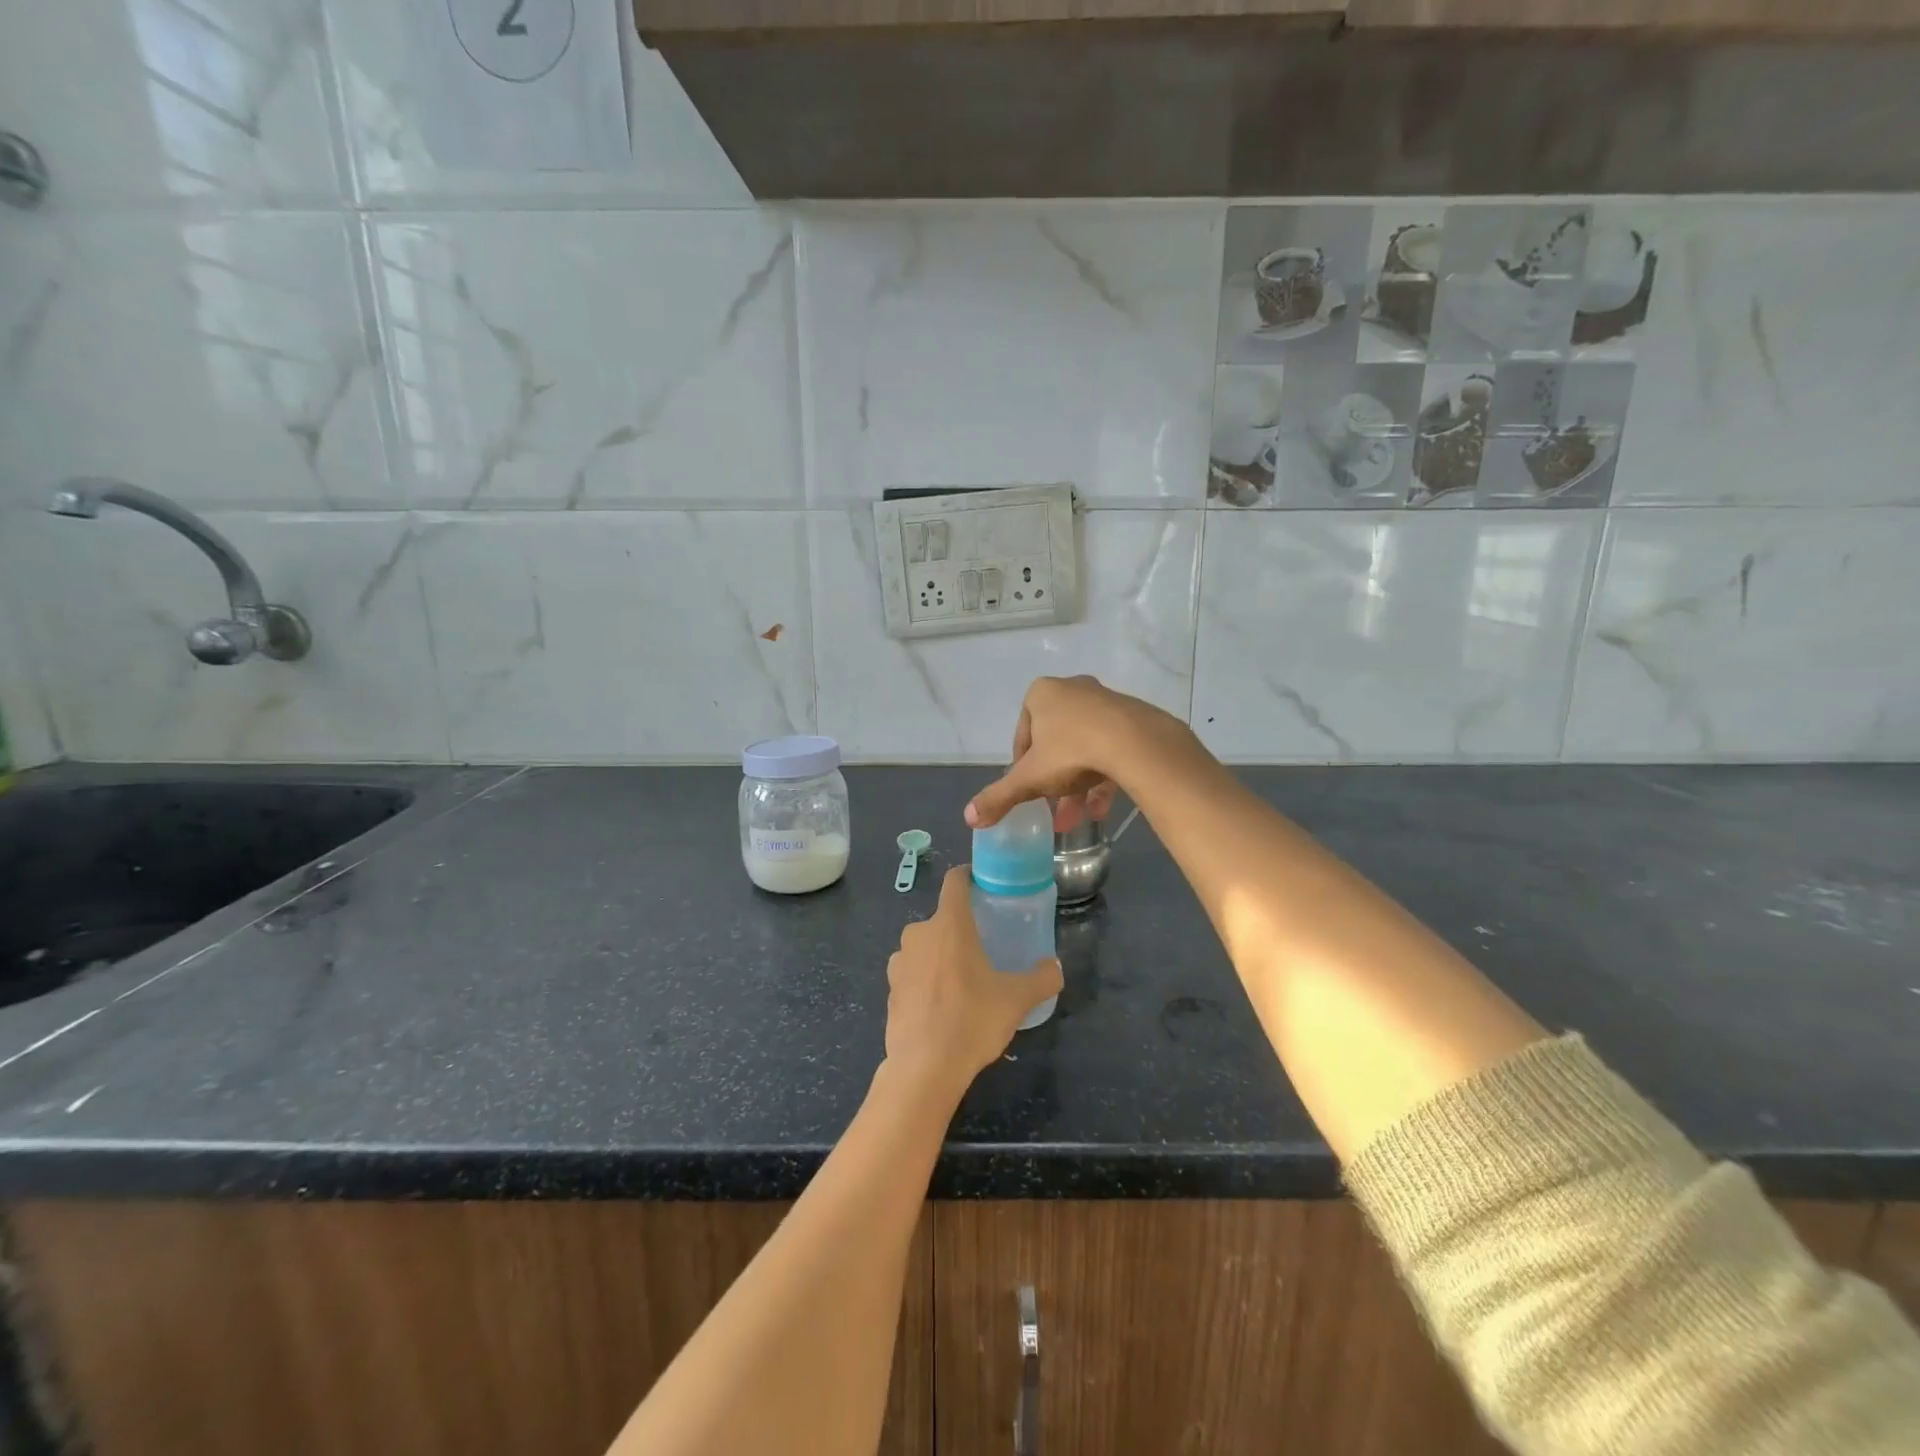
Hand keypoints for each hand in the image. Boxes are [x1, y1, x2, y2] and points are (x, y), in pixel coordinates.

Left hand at [885, 867, 1062, 1095]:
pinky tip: (942, 1006)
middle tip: (983, 948)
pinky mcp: (890, 989)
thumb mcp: (1016, 1000)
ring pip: (925, 947)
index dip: (968, 876)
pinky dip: (926, 981)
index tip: (982, 883)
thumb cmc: (971, 1020)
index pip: (954, 882)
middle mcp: (919, 934)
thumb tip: (1055, 968)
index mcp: (949, 924)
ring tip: (963, 981)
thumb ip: (1041, 979)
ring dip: (941, 956)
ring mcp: (899, 962)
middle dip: (960, 929)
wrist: (924, 1068)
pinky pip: (913, 973)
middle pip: (942, 919)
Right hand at [965, 676, 1186, 830]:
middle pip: (1055, 742)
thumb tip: (969, 817)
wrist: (1136, 743)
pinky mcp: (1132, 717)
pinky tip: (1101, 809)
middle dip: (1053, 780)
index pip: (1023, 734)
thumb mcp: (1029, 779)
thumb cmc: (1072, 752)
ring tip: (1078, 818)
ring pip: (1084, 747)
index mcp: (1042, 693)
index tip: (1029, 789)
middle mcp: (1073, 689)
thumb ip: (999, 796)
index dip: (1022, 766)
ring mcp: (1105, 701)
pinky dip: (1103, 776)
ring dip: (1078, 784)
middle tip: (1053, 810)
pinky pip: (1111, 748)